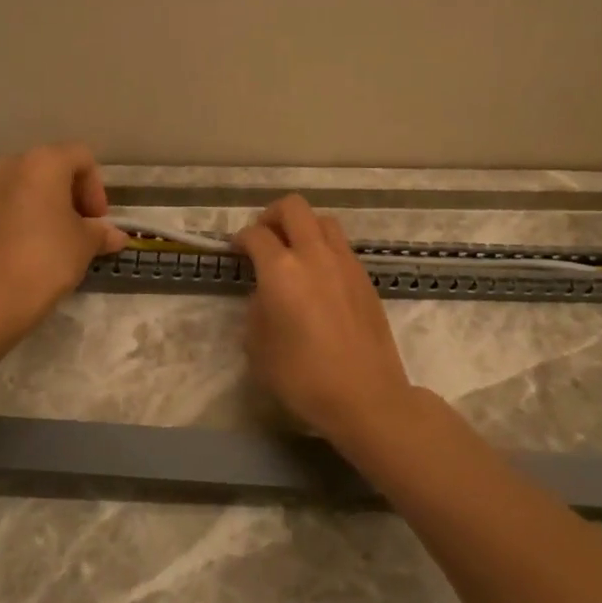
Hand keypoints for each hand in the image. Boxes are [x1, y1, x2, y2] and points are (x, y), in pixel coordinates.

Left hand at [0, 144, 127, 329]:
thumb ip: (101, 232)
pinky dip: (21, 212)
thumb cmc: (49, 258)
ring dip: (45, 202)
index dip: (96, 188)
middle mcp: (11, 163)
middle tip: (82, 227)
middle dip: (71, 194)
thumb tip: (115, 236)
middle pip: (52, 167)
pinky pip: (5, 200)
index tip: (97, 221)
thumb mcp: (85, 243)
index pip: (81, 158)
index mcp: (44, 162)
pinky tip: (28, 241)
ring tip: (55, 235)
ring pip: (26, 183)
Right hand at [232, 195, 414, 443]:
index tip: (236, 250)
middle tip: (263, 238)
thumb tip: (266, 294)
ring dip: (303, 227)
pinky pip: (341, 246)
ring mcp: (345, 263)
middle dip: (272, 215)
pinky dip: (324, 248)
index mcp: (282, 270)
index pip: (256, 234)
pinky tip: (318, 277)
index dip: (240, 238)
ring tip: (293, 253)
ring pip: (323, 220)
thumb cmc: (303, 377)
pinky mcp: (365, 277)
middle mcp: (314, 255)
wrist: (365, 395)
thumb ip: (257, 309)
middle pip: (293, 207)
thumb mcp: (258, 347)